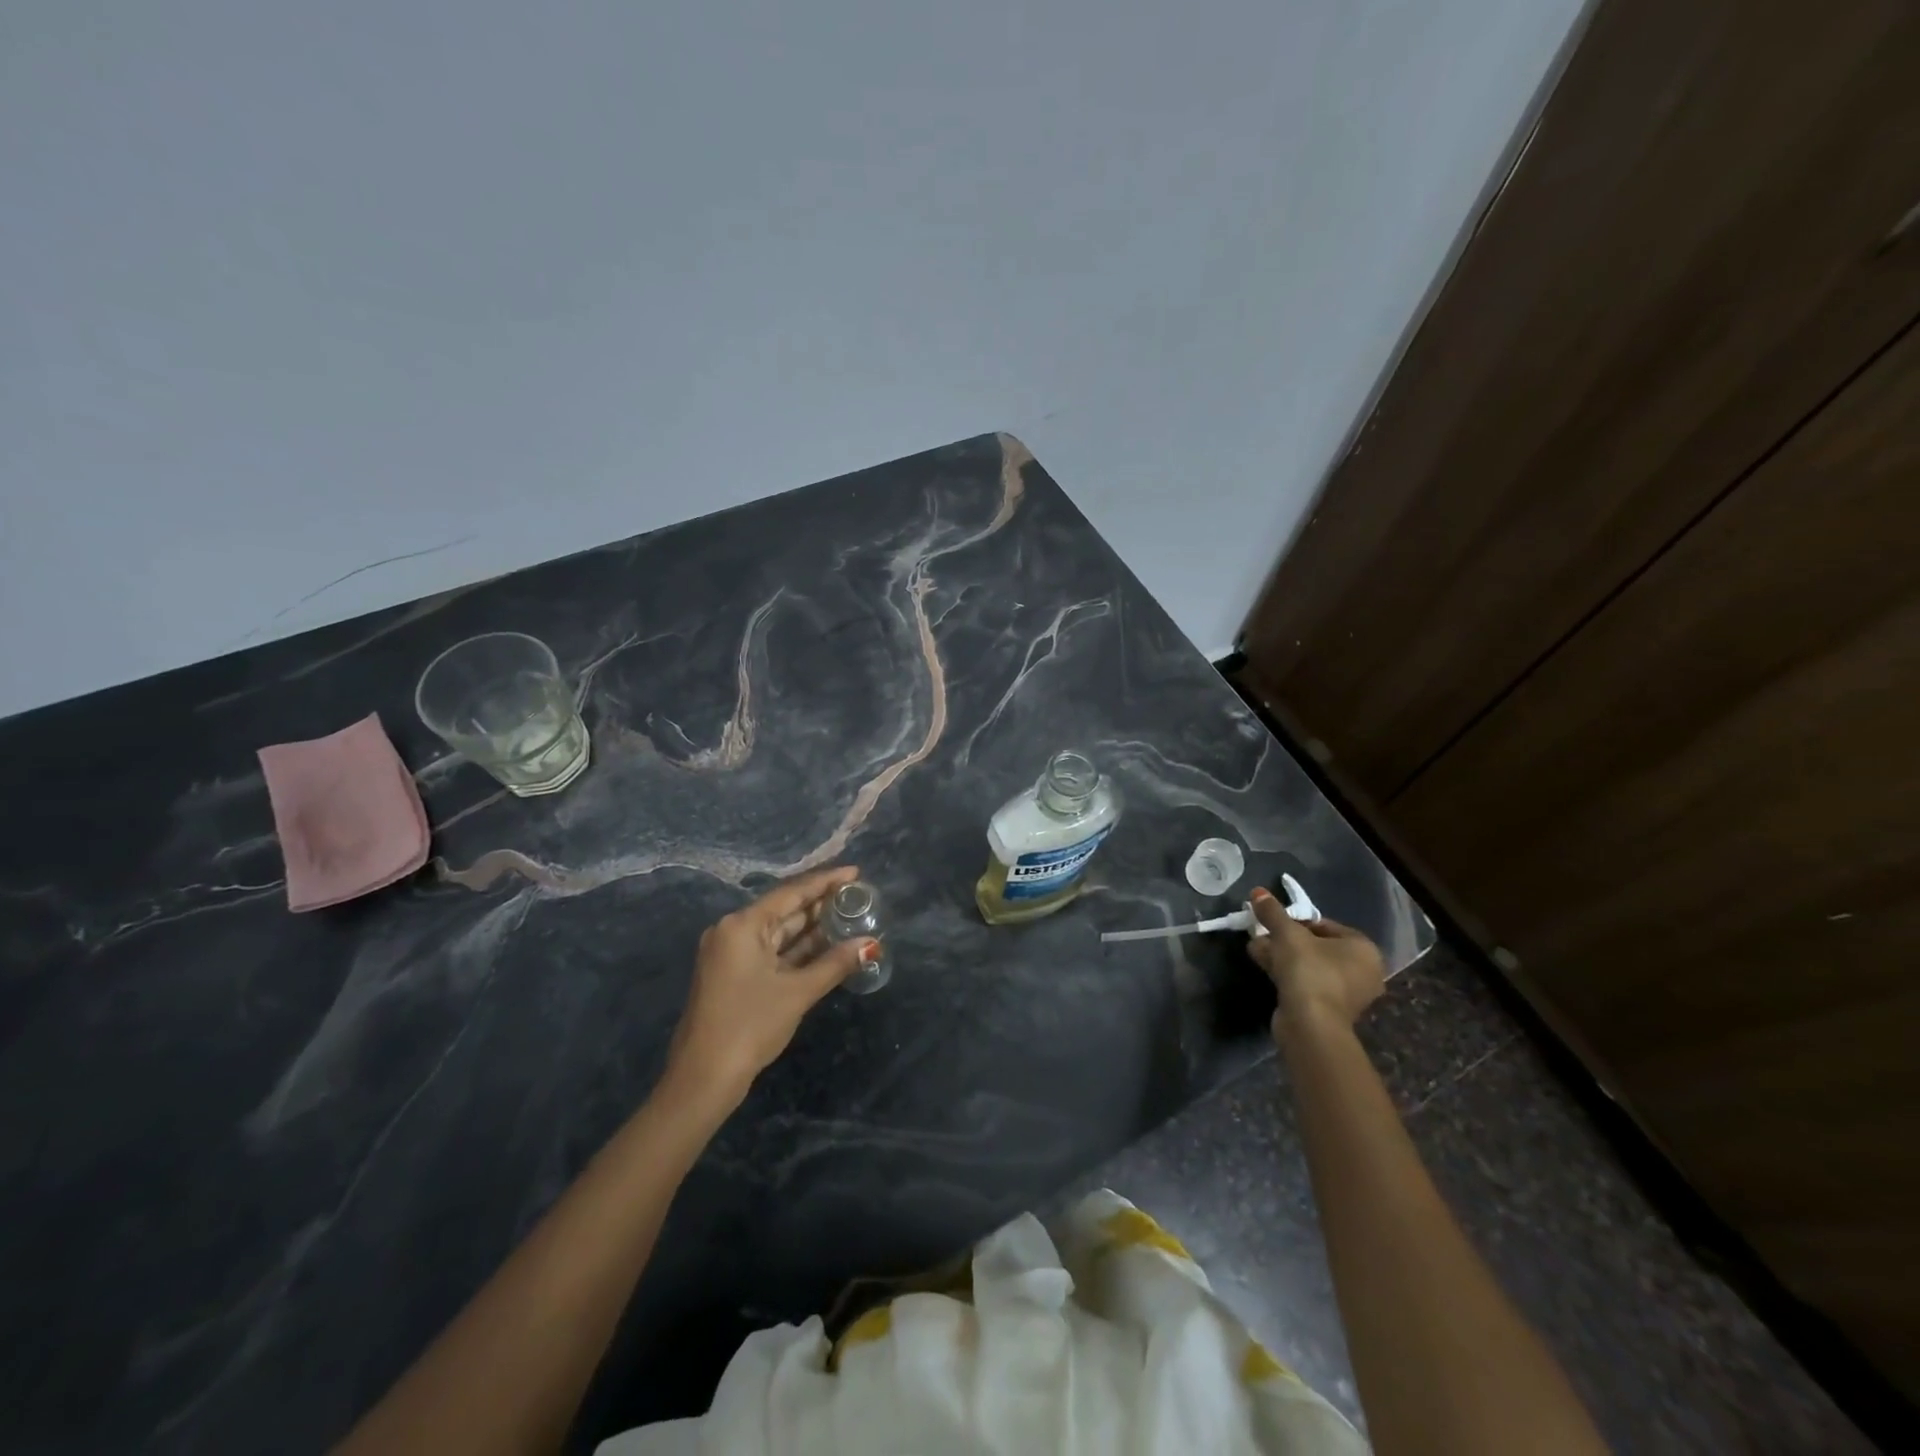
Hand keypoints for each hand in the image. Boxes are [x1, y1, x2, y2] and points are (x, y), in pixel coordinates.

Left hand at [664, 866, 877, 1104]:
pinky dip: (798, 949)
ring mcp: (732, 954)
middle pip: (784, 910)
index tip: (855, 872)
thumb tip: (870, 943)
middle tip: (857, 895)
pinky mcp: (734, 975)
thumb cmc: (750, 1026)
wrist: (703, 1079)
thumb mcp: (797, 992)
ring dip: (812, 928)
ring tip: (850, 916)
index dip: (825, 881)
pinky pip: (772, 952)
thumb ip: (835, 963)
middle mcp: (733, 931)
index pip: (791, 893)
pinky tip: (828, 945)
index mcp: (742, 926)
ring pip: (780, 933)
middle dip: (821, 904)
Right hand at [1247, 886, 1384, 1037]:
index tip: (1273, 922)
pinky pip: (1307, 983)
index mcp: (1363, 949)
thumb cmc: (1309, 971)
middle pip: (1316, 945)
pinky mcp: (1330, 1010)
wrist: (1311, 1025)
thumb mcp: (1287, 934)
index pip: (1324, 925)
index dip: (1295, 920)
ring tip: (1256, 949)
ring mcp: (1347, 994)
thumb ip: (1273, 912)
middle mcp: (1362, 971)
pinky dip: (1287, 974)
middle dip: (1285, 939)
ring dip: (1282, 956)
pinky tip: (1263, 966)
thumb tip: (1258, 891)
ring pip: (1309, 965)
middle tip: (1262, 934)